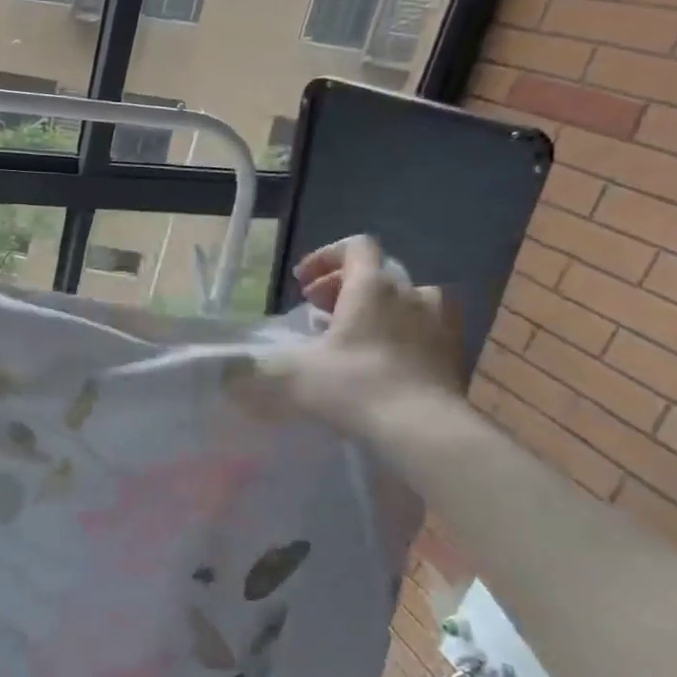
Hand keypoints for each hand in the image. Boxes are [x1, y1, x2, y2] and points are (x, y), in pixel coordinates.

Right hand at [244, 236, 463, 439]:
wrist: (423, 429)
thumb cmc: (353, 386)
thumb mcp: (291, 375)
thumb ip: (253, 371)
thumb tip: (223, 376)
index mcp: (371, 287)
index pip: (355, 247)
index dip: (326, 257)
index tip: (302, 283)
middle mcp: (410, 294)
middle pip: (379, 272)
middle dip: (344, 286)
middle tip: (318, 311)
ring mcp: (439, 323)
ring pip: (408, 299)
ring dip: (380, 308)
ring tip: (356, 334)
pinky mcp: (454, 354)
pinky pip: (426, 329)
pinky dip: (403, 334)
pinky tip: (384, 363)